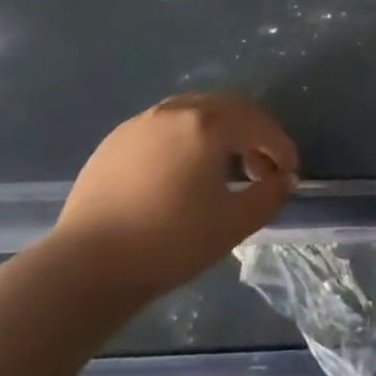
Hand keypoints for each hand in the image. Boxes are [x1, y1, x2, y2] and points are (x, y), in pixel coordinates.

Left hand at [52, 93, 298, 297]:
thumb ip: (269, 195)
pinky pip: (165, 127)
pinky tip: (182, 172)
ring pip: (195, 112)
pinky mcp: (116, 139)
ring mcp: (142, 122)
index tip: (289, 172)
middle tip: (261, 169)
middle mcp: (177, 110)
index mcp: (208, 123)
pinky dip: (187, 139)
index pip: (258, 124)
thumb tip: (285, 178)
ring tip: (223, 168)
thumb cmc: (169, 243)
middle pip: (229, 108)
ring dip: (220, 132)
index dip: (281, 146)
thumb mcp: (233, 224)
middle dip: (253, 134)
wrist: (85, 267)